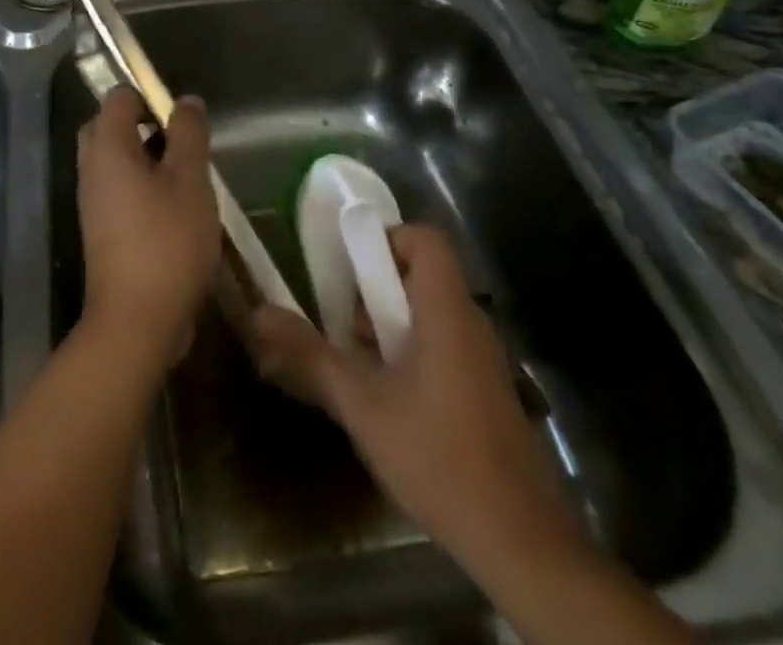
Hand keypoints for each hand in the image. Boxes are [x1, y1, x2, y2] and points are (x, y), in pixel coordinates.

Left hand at [76, 88, 221, 369]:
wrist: (137, 321)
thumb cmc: (167, 240)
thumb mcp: (190, 180)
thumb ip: (188, 134)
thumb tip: (186, 100)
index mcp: (107, 148)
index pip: (117, 97)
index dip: (148, 95)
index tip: (181, 117)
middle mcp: (91, 169)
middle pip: (109, 127)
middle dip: (143, 125)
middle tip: (180, 142)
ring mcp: (93, 202)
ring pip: (115, 161)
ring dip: (146, 158)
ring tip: (186, 174)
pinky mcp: (102, 230)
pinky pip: (118, 190)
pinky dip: (142, 186)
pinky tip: (176, 208)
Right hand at [248, 224, 579, 572]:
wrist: (522, 545)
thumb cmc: (437, 456)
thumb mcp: (361, 404)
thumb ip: (310, 355)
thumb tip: (260, 313)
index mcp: (446, 311)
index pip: (426, 239)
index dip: (387, 238)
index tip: (351, 269)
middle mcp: (471, 324)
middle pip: (424, 275)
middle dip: (376, 289)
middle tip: (343, 323)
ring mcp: (484, 361)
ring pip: (432, 315)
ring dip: (391, 326)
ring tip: (358, 364)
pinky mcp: (488, 395)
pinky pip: (445, 348)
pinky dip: (412, 354)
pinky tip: (389, 401)